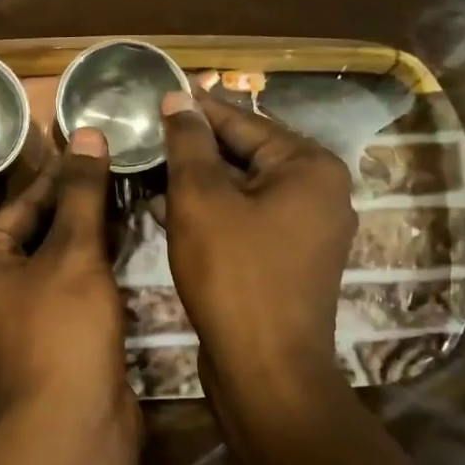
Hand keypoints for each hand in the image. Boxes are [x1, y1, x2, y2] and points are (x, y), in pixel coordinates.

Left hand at [0, 129, 137, 432]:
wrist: (74, 425)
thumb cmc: (62, 329)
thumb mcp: (73, 253)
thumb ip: (81, 193)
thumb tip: (87, 133)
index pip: (22, 204)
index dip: (61, 174)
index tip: (95, 145)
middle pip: (38, 230)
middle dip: (78, 203)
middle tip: (120, 165)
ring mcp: (19, 314)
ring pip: (57, 259)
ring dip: (90, 232)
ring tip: (130, 193)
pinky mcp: (50, 334)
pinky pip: (69, 286)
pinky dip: (94, 265)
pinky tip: (126, 240)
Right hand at [159, 90, 355, 379]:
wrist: (265, 368)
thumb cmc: (233, 274)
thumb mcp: (200, 199)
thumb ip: (189, 143)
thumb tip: (179, 99)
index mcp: (308, 166)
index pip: (242, 121)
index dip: (194, 110)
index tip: (155, 96)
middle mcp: (319, 191)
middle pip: (245, 153)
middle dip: (194, 147)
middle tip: (145, 135)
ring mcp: (308, 228)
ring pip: (243, 188)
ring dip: (198, 180)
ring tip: (149, 168)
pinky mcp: (289, 258)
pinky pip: (247, 217)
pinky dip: (212, 210)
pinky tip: (170, 208)